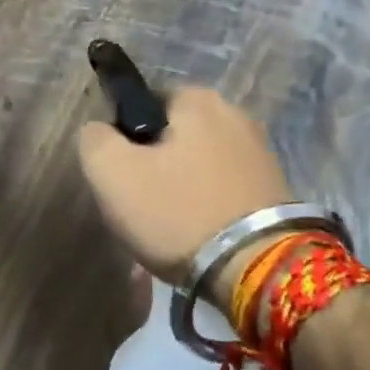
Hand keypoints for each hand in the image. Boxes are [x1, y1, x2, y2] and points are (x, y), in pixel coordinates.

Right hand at [77, 87, 296, 297]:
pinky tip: (198, 238)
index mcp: (198, 99)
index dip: (124, 138)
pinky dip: (206, 208)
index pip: (144, 103)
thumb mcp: (111, 173)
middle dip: (154, 168)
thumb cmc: (177, 212)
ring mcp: (260, 152)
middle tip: (141, 209)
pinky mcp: (275, 189)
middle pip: (173, 137)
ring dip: (180, 192)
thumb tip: (99, 131)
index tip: (122, 176)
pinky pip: (222, 191)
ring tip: (168, 231)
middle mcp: (235, 114)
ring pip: (197, 167)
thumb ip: (94, 139)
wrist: (258, 270)